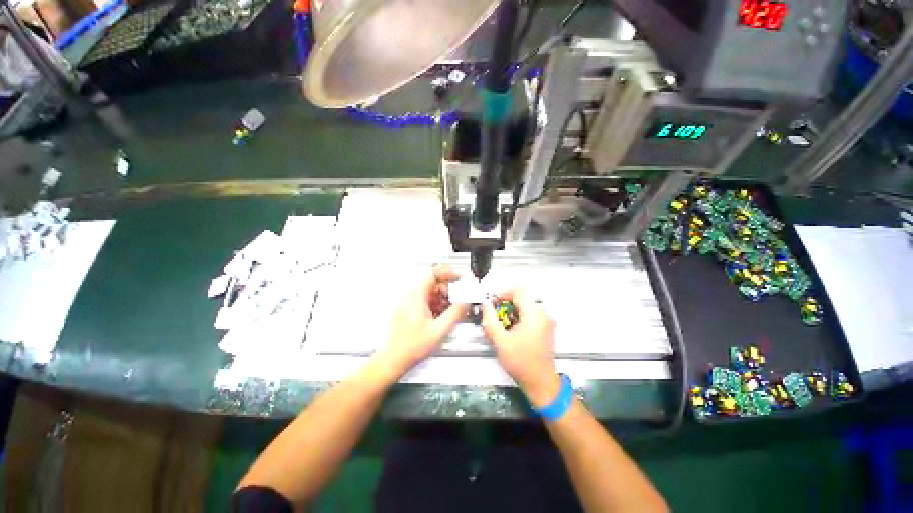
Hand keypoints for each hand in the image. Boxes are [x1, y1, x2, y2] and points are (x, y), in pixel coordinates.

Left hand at [376, 265, 467, 376]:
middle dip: (447, 290)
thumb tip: (466, 302)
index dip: (448, 272)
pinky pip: (424, 300)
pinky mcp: (408, 309)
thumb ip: (455, 312)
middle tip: (458, 299)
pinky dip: (435, 304)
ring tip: (450, 311)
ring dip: (442, 298)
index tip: (459, 277)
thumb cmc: (412, 346)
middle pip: (432, 283)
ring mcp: (408, 302)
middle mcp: (410, 296)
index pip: (433, 273)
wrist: (394, 359)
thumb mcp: (440, 329)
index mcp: (417, 296)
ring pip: (429, 292)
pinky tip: (440, 316)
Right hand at [481, 289, 559, 407]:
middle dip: (505, 302)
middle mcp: (543, 314)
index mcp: (534, 314)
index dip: (503, 292)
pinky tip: (509, 329)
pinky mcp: (544, 326)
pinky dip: (517, 315)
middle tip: (494, 313)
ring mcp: (545, 320)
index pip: (519, 290)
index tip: (492, 302)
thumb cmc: (521, 363)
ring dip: (510, 309)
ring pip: (525, 304)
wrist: (540, 382)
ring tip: (500, 323)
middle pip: (522, 296)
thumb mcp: (500, 341)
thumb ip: (490, 320)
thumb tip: (486, 305)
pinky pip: (529, 313)